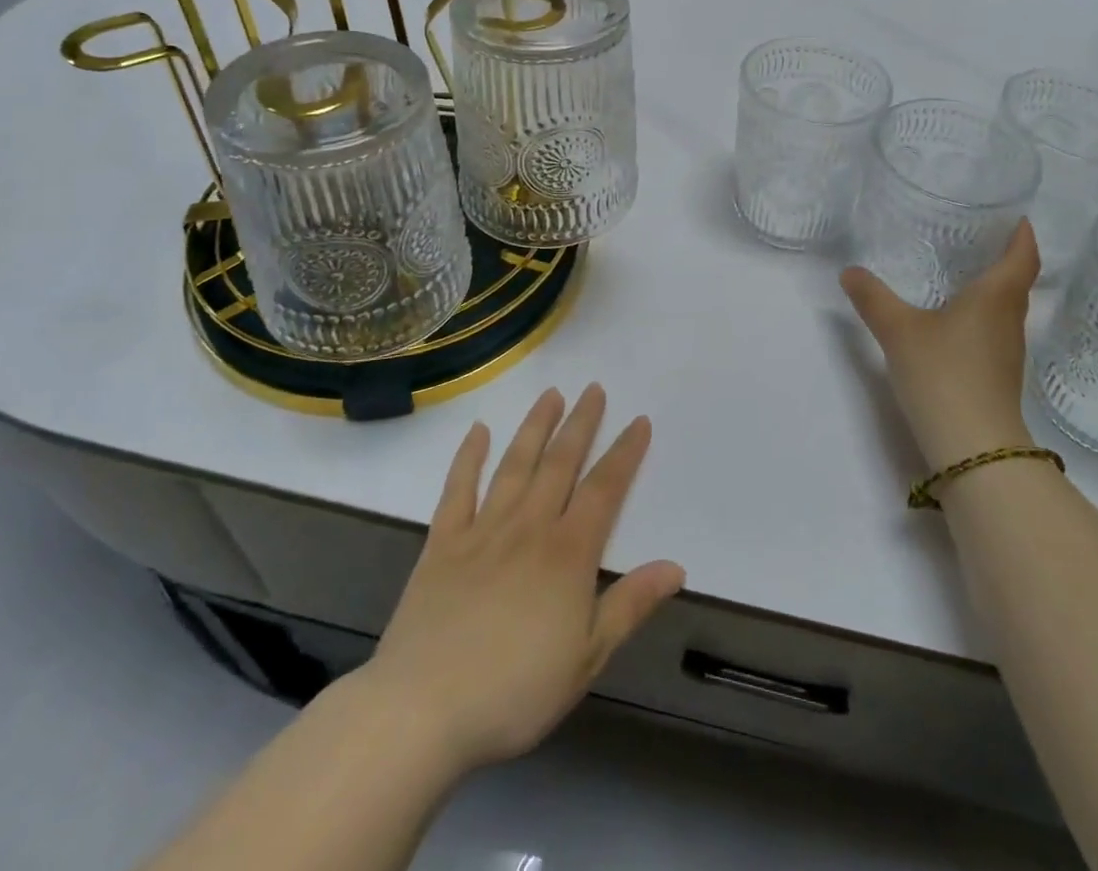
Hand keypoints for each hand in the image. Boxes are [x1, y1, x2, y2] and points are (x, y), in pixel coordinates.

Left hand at [351, 385, 684, 778]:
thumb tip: (676, 566)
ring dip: (535, 426)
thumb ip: (629, 605)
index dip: (625, 453)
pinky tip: (478, 431)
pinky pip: (458, 489)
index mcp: (568, 553)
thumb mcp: (586, 658)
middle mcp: (529, 526)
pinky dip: (468, 457)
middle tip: (594, 389)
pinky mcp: (443, 543)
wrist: (421, 710)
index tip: (639, 421)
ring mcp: (483, 530)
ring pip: (515, 464)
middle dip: (581, 424)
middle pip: (561, 463)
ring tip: (551, 394)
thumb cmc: (514, 691)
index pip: (605, 489)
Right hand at [840, 220, 1040, 468]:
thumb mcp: (899, 330)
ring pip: (1006, 310)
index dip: (1023, 236)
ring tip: (963, 274)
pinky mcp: (998, 378)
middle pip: (1018, 283)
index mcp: (995, 298)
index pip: (1023, 258)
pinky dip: (981, 318)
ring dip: (993, 290)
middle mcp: (1009, 321)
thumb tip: (849, 271)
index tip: (1017, 218)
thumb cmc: (943, 374)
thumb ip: (873, 298)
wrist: (973, 448)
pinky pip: (994, 333)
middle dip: (1005, 259)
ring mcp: (1007, 354)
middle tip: (979, 239)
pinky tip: (954, 323)